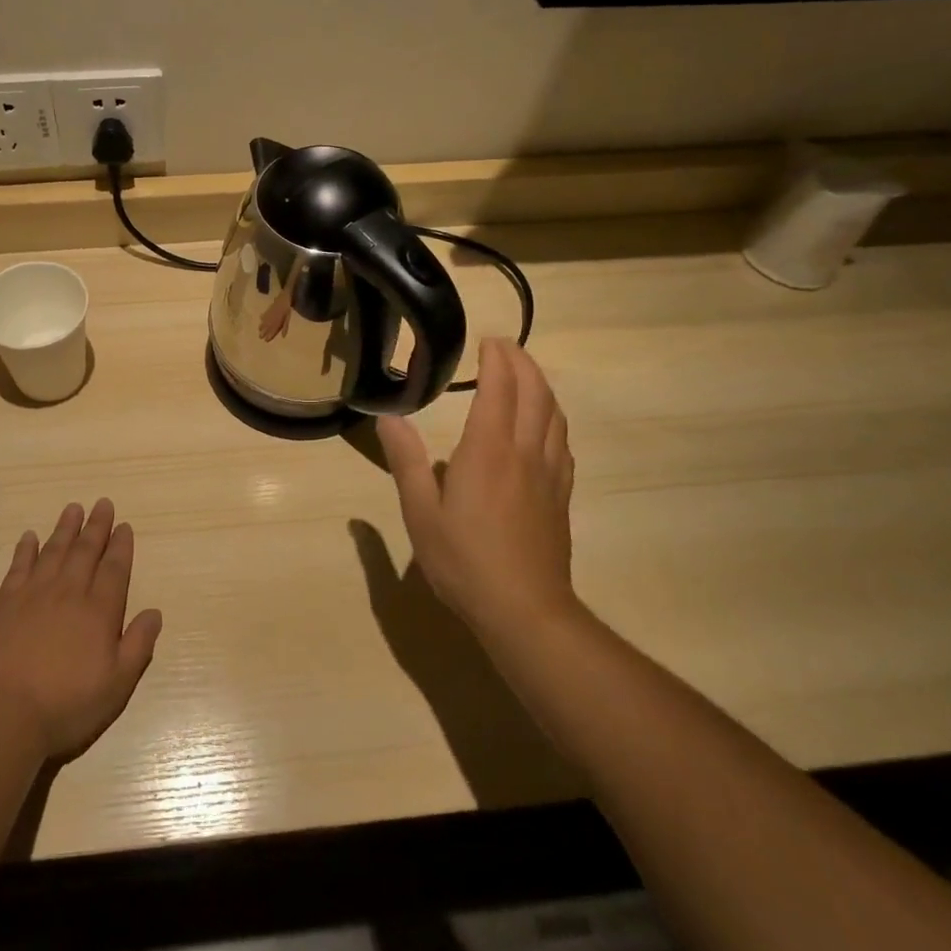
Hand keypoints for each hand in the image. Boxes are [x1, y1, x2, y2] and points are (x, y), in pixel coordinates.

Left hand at [0, 499, 162, 760]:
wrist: (4, 717)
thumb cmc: (67, 706)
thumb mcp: (117, 685)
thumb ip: (138, 645)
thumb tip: (154, 612)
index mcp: (99, 611)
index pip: (114, 569)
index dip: (121, 546)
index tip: (124, 526)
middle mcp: (69, 593)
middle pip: (85, 551)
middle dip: (97, 526)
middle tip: (103, 503)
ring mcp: (33, 595)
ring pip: (54, 551)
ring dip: (65, 528)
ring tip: (73, 508)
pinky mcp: (4, 604)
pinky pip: (18, 566)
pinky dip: (26, 549)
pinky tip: (30, 537)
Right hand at [376, 339, 578, 645]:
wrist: (525, 610)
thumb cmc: (464, 560)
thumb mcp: (420, 512)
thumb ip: (406, 461)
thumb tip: (389, 418)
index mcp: (488, 450)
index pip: (499, 388)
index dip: (498, 359)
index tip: (489, 340)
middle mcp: (524, 452)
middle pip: (535, 393)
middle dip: (523, 363)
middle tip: (507, 347)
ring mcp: (549, 474)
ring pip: (554, 415)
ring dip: (542, 386)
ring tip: (527, 375)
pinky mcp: (561, 496)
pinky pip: (562, 443)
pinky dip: (553, 419)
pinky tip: (545, 426)